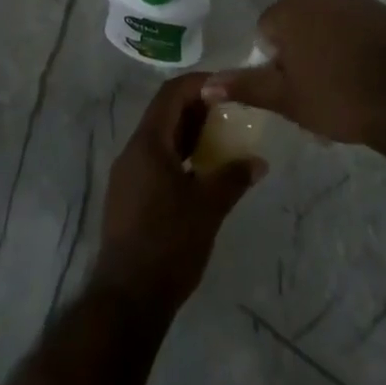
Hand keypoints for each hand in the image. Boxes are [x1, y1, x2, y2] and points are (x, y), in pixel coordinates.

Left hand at [93, 72, 263, 315]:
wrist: (127, 300)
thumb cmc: (169, 243)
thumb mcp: (209, 207)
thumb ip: (234, 177)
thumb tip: (259, 161)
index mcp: (147, 143)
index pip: (171, 93)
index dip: (199, 83)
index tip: (227, 87)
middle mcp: (132, 152)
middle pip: (164, 113)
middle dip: (197, 108)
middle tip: (230, 112)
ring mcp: (127, 176)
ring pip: (160, 139)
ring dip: (188, 133)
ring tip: (221, 140)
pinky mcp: (127, 198)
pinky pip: (155, 161)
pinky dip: (179, 156)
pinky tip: (201, 173)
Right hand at [204, 0, 385, 147]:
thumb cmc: (337, 98)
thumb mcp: (286, 99)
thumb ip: (245, 86)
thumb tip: (206, 84)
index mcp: (292, 10)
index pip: (266, 28)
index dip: (274, 59)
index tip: (291, 85)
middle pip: (298, 20)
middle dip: (300, 48)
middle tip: (314, 86)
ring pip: (328, 20)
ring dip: (327, 42)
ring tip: (342, 80)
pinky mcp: (383, 9)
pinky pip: (356, 22)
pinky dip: (354, 40)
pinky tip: (365, 69)